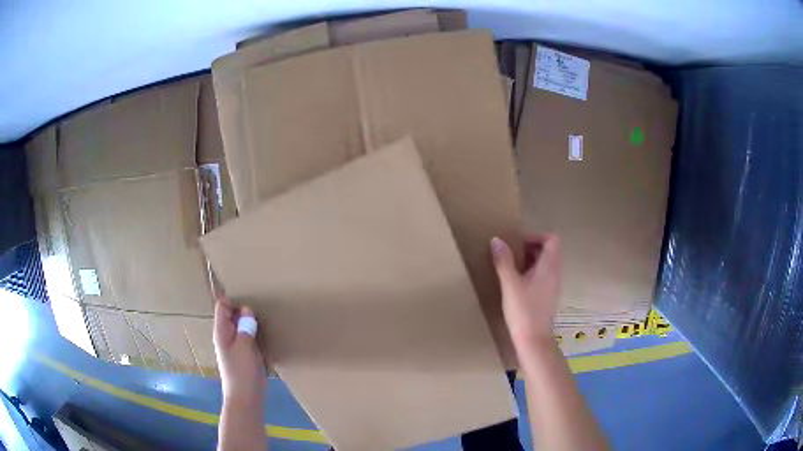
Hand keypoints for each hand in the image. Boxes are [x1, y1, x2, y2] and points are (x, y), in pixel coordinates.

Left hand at [213, 297, 265, 406]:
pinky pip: (250, 337)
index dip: (234, 301)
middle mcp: (227, 336)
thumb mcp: (244, 347)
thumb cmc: (241, 372)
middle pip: (233, 315)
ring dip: (252, 322)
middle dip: (245, 309)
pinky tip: (268, 333)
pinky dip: (257, 333)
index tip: (250, 299)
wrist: (246, 398)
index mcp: (222, 332)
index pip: (223, 307)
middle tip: (262, 305)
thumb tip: (247, 309)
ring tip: (267, 316)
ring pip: (243, 326)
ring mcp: (237, 345)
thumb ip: (245, 327)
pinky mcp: (247, 354)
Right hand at [491, 234, 560, 348]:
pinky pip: (542, 275)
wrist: (533, 341)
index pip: (552, 239)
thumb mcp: (510, 285)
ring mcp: (552, 285)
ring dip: (529, 260)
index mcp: (549, 267)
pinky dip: (530, 272)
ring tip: (510, 267)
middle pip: (549, 249)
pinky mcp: (547, 296)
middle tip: (510, 253)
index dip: (535, 236)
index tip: (517, 243)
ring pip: (545, 263)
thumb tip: (496, 240)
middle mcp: (554, 273)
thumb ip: (504, 262)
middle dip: (529, 246)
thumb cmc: (523, 312)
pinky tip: (515, 283)